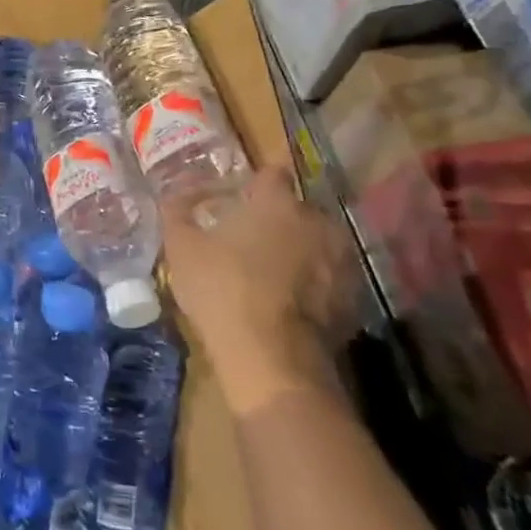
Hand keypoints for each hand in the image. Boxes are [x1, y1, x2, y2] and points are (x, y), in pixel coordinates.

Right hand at [163, 168, 350, 416]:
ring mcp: (342, 259)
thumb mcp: (181, 247)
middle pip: (296, 209)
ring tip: (271, 274)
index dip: (255, 184)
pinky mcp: (355, 296)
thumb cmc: (221, 289)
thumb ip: (176, 211)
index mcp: (276, 202)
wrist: (273, 356)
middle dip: (277, 219)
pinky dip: (314, 283)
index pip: (271, 173)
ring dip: (299, 250)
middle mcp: (318, 220)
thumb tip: (175, 193)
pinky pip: (330, 278)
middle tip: (249, 240)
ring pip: (317, 243)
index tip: (239, 197)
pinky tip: (289, 303)